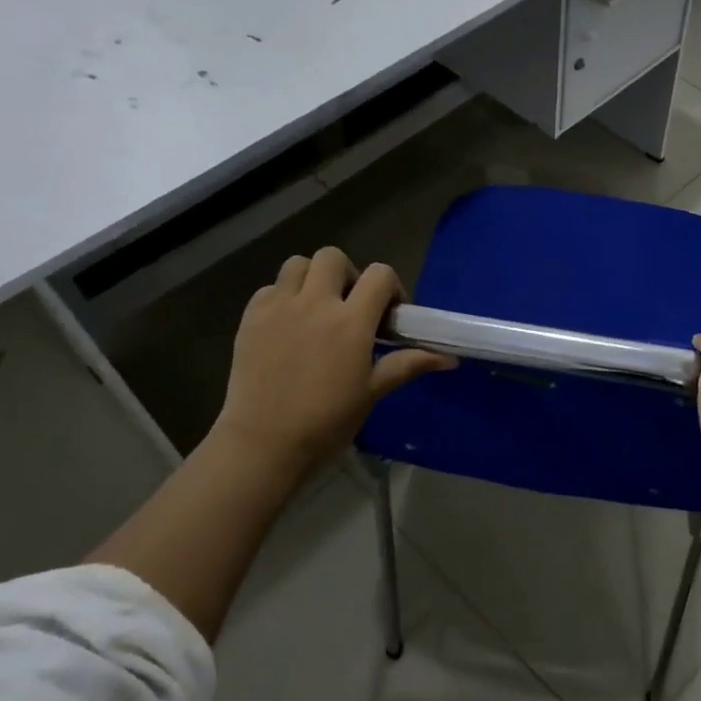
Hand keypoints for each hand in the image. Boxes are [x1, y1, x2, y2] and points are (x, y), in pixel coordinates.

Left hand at [215, 247, 452, 482]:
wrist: (263, 443)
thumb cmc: (326, 421)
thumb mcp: (372, 392)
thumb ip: (408, 364)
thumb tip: (449, 359)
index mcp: (351, 321)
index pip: (380, 274)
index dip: (390, 287)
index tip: (388, 314)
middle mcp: (315, 303)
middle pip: (334, 257)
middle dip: (348, 275)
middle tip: (349, 306)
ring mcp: (279, 307)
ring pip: (298, 264)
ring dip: (312, 278)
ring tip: (316, 308)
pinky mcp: (251, 317)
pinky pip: (270, 288)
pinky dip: (282, 297)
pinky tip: (287, 326)